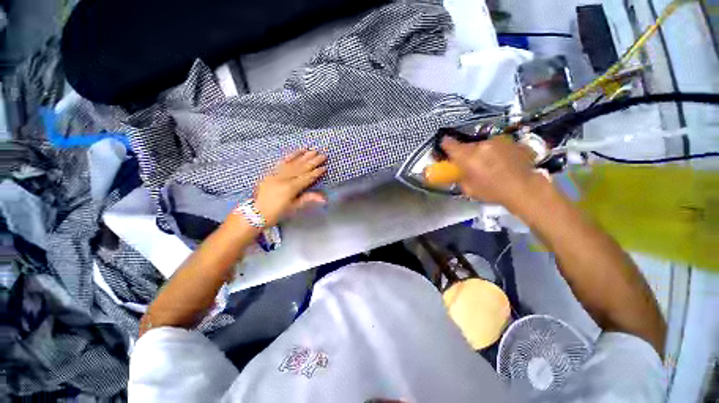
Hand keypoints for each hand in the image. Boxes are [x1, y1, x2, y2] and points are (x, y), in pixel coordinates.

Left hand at [254, 150, 327, 226]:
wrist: (257, 212)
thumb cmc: (278, 212)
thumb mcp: (294, 207)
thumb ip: (308, 199)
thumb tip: (324, 198)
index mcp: (290, 188)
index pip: (307, 178)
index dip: (316, 173)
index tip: (325, 167)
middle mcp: (284, 179)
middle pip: (301, 168)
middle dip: (313, 161)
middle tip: (323, 155)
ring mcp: (276, 174)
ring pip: (292, 163)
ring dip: (303, 156)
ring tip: (312, 150)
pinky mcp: (270, 172)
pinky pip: (282, 162)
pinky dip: (290, 156)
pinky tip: (297, 151)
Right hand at [440, 136, 547, 210]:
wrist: (525, 189)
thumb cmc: (492, 192)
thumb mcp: (468, 189)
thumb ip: (459, 176)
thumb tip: (457, 171)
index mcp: (467, 156)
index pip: (449, 144)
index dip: (445, 145)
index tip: (444, 147)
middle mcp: (481, 145)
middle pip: (468, 145)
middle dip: (467, 153)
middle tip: (471, 164)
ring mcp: (498, 141)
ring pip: (483, 145)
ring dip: (482, 152)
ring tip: (490, 164)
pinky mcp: (511, 142)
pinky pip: (498, 145)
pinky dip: (496, 151)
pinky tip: (503, 162)